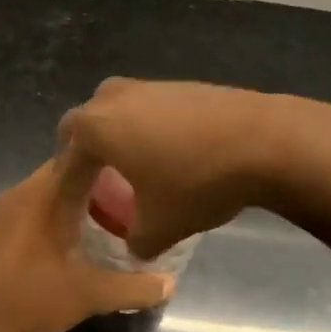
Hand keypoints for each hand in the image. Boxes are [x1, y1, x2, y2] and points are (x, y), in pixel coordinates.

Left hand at [0, 155, 173, 331]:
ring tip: (101, 218)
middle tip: (126, 197)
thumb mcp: (88, 296)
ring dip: (70, 198)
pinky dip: (47, 214)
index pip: (80, 154)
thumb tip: (171, 283)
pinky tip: (61, 240)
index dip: (109, 154)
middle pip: (63, 170)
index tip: (135, 162)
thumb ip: (133, 287)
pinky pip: (25, 207)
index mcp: (46, 195)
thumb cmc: (29, 303)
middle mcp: (20, 192)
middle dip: (94, 180)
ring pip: (43, 190)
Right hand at [57, 79, 286, 259]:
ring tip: (136, 164)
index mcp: (97, 126)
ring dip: (121, 133)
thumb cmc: (196, 182)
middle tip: (98, 177)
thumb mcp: (159, 228)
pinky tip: (174, 151)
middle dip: (88, 147)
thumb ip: (135, 242)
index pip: (67, 152)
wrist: (263, 140)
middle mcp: (117, 97)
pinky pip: (152, 106)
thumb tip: (135, 247)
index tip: (76, 202)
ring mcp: (152, 85)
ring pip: (121, 108)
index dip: (69, 180)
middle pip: (89, 120)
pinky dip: (152, 126)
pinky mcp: (184, 84)